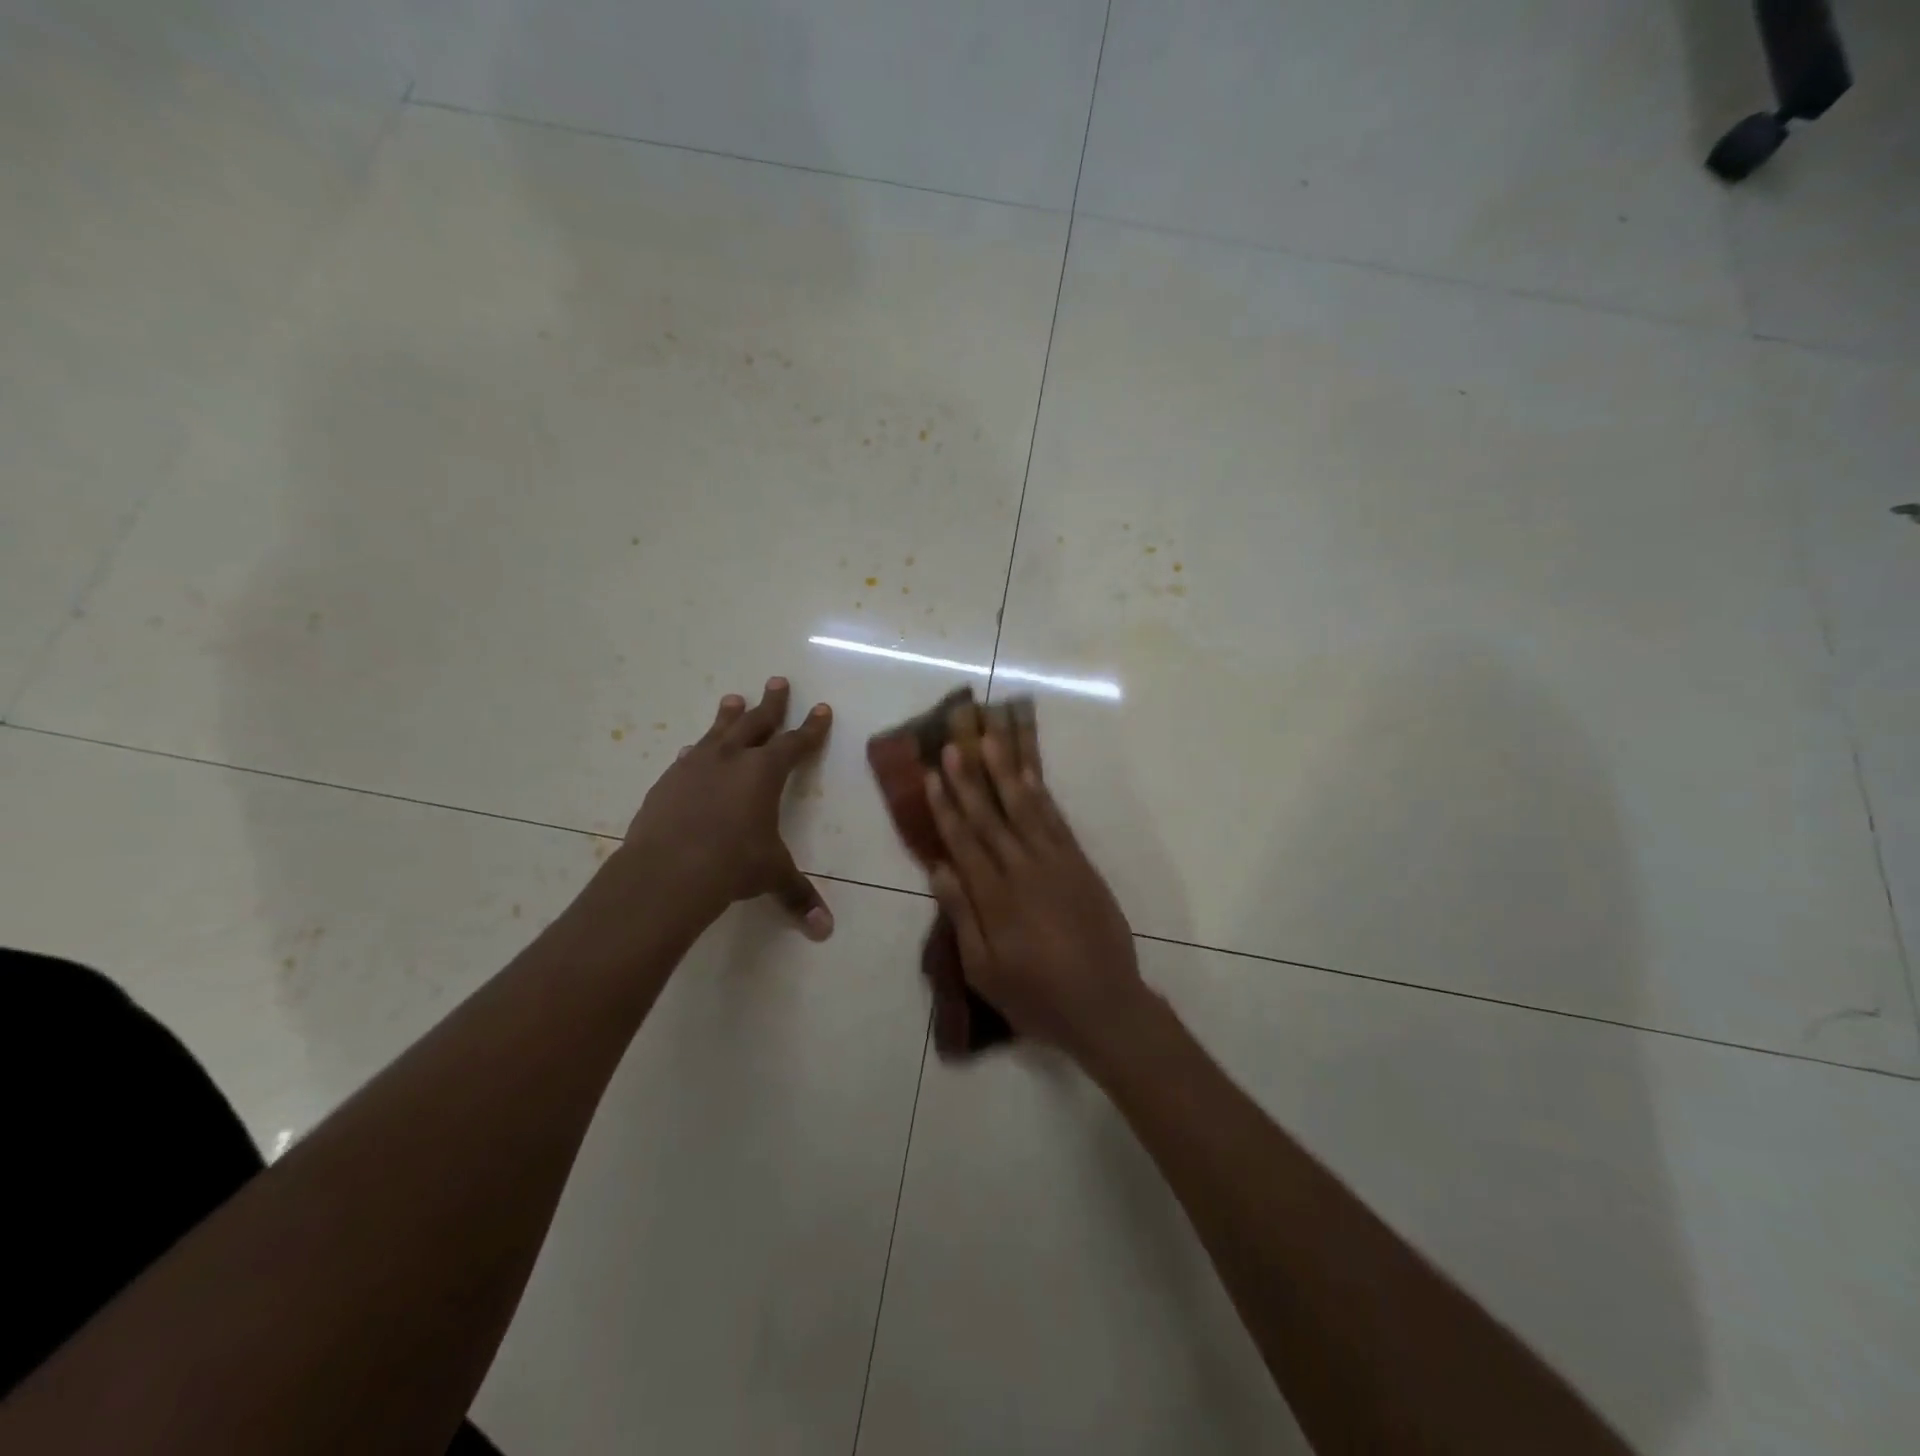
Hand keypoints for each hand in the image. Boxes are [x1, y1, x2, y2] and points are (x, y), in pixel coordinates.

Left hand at [615, 677, 834, 938]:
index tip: (821, 708)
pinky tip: (692, 751)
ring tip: (733, 699)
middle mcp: (732, 760)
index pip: (796, 743)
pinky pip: (687, 758)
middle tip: (776, 681)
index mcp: (765, 773)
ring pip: (718, 732)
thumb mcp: (771, 876)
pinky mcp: (668, 782)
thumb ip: (798, 896)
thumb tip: (825, 932)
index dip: (811, 727)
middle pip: (756, 723)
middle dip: (771, 703)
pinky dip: (697, 751)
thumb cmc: (732, 865)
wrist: (667, 871)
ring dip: (729, 716)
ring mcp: (695, 767)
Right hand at [924, 720, 1147, 1062]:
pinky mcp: (1080, 865)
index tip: (932, 775)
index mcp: (995, 897)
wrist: (1104, 1004)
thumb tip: (938, 869)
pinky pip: (1057, 822)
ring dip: (1005, 774)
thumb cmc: (1035, 995)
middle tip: (953, 745)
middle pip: (990, 817)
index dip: (945, 807)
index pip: (963, 841)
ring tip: (991, 741)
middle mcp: (1023, 870)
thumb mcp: (985, 969)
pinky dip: (1041, 796)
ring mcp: (1056, 863)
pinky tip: (1029, 777)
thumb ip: (962, 916)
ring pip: (1025, 809)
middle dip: (969, 780)